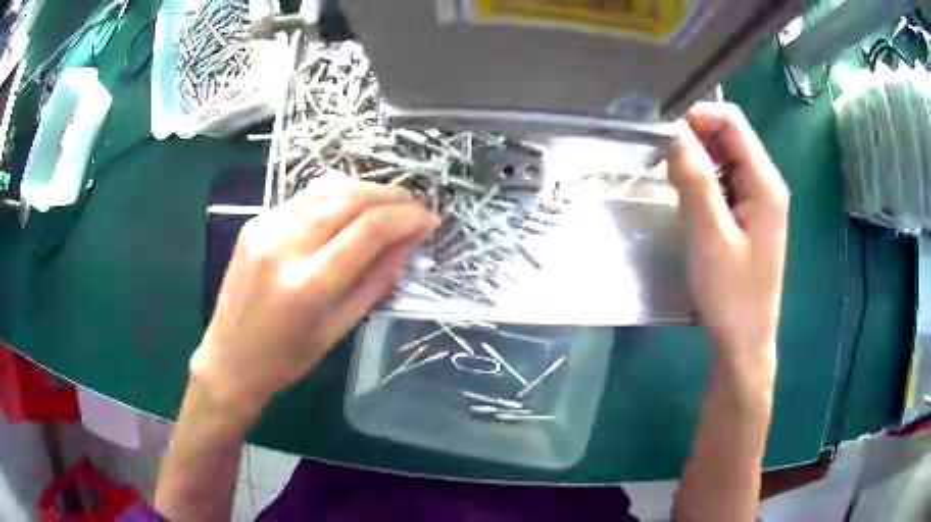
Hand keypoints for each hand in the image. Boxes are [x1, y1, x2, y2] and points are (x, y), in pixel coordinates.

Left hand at [189, 177, 437, 424]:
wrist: (229, 359)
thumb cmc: (287, 358)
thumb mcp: (339, 328)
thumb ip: (376, 281)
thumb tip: (409, 243)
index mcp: (308, 285)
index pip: (369, 231)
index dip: (407, 218)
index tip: (429, 220)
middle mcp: (283, 246)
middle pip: (349, 198)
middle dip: (391, 196)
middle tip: (415, 207)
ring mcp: (264, 228)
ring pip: (326, 189)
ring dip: (366, 190)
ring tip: (390, 203)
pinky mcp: (254, 222)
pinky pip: (304, 198)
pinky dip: (336, 196)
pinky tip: (352, 207)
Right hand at [667, 103, 788, 377]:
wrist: (744, 341)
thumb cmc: (731, 294)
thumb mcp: (709, 236)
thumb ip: (694, 179)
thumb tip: (673, 131)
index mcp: (765, 183)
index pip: (732, 121)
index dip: (698, 117)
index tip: (665, 136)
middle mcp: (766, 183)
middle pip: (729, 136)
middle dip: (695, 141)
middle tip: (665, 167)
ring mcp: (759, 200)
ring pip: (725, 158)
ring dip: (697, 163)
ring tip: (676, 189)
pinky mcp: (750, 215)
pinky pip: (725, 181)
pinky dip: (704, 183)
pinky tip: (691, 206)